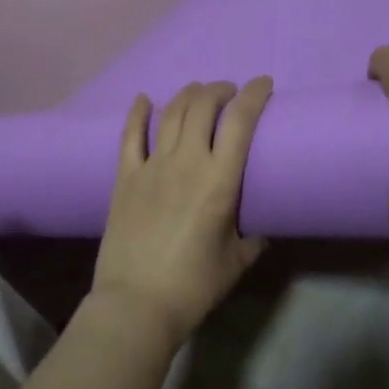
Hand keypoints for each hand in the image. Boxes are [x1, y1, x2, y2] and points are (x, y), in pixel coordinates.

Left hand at [92, 78, 272, 347]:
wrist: (136, 304)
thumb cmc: (193, 286)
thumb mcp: (237, 261)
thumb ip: (254, 236)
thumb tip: (263, 223)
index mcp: (219, 180)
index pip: (240, 121)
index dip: (254, 95)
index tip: (264, 84)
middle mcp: (186, 162)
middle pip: (202, 106)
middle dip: (220, 90)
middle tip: (230, 93)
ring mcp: (151, 166)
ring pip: (170, 113)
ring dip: (188, 95)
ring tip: (199, 91)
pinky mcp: (125, 177)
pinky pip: (130, 135)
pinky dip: (137, 112)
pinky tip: (143, 99)